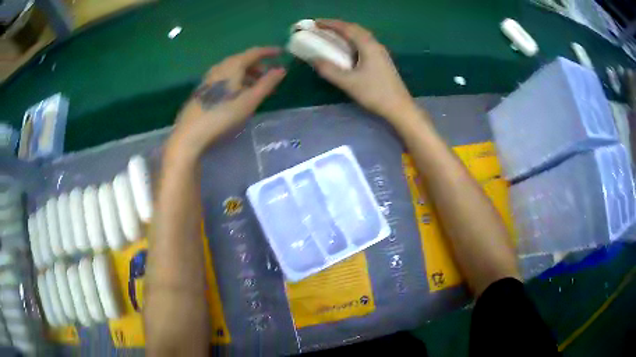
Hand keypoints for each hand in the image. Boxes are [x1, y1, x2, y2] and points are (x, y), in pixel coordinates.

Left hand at [168, 47, 285, 159]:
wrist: (191, 131)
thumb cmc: (223, 114)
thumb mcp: (250, 99)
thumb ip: (267, 83)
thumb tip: (281, 70)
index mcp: (233, 65)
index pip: (255, 52)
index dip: (269, 52)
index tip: (281, 53)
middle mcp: (221, 66)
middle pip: (243, 60)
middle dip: (259, 66)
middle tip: (270, 77)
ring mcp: (210, 77)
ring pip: (234, 70)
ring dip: (248, 75)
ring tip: (257, 88)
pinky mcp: (204, 88)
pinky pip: (225, 78)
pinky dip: (237, 81)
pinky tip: (239, 94)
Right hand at [313, 19, 416, 122]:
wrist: (399, 107)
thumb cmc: (374, 93)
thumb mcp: (348, 82)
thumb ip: (329, 70)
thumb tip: (314, 59)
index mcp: (368, 46)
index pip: (347, 28)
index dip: (330, 23)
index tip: (315, 23)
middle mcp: (375, 45)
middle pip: (355, 29)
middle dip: (338, 26)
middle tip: (322, 28)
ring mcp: (381, 52)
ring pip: (361, 36)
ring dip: (346, 32)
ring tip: (332, 36)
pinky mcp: (382, 60)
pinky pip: (365, 43)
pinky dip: (353, 41)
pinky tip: (348, 49)